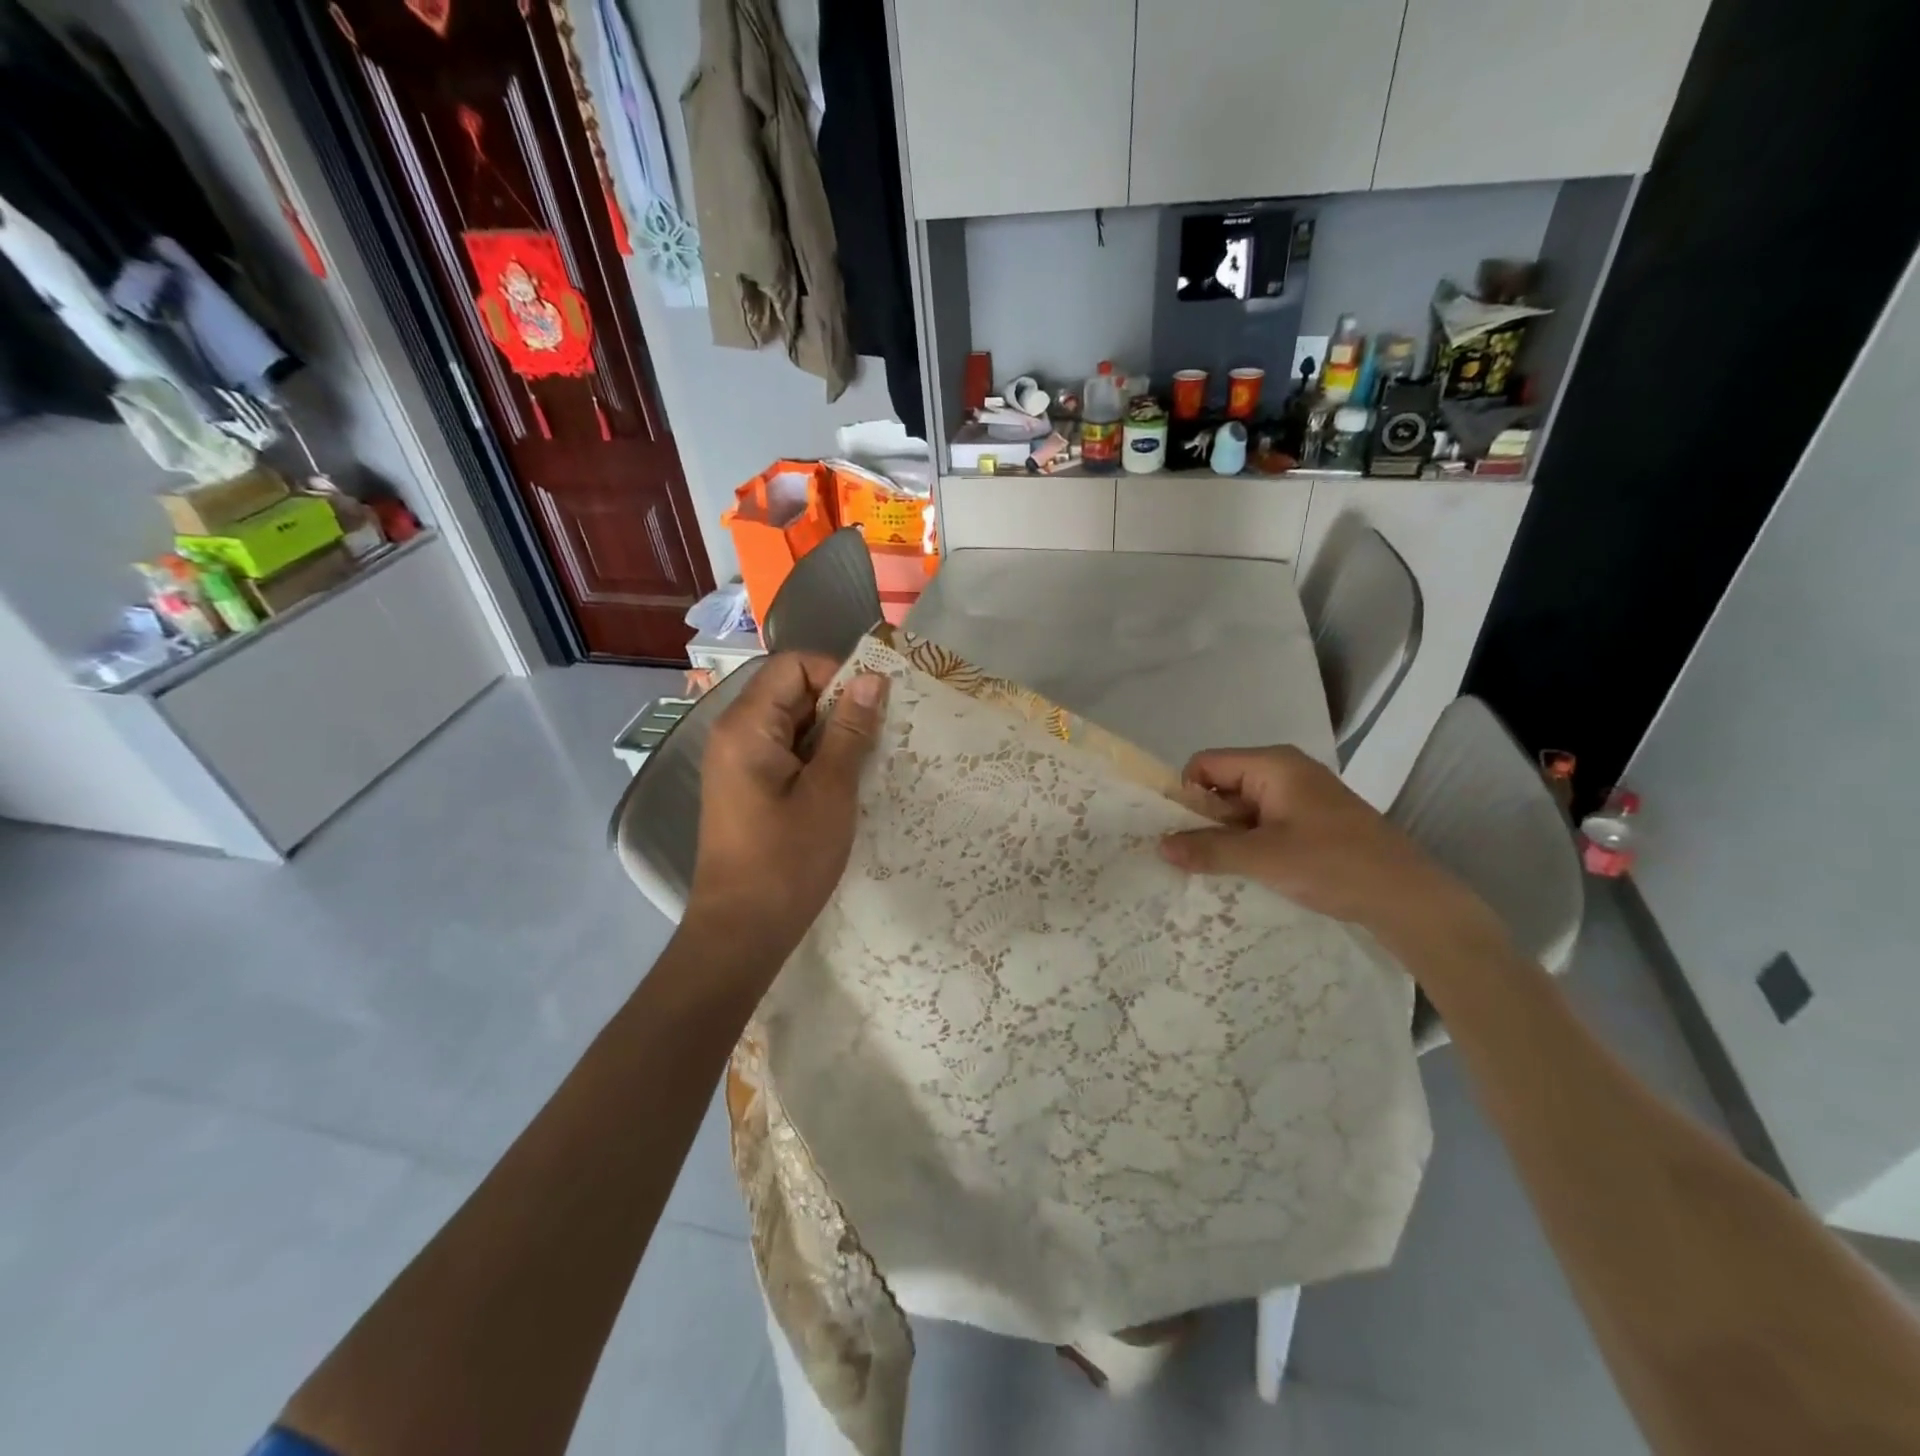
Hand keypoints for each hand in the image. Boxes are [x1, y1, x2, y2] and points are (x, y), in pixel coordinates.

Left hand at [688, 654, 888, 962]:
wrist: (742, 931)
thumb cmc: (787, 860)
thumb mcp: (830, 791)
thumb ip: (850, 730)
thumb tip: (871, 679)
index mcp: (746, 726)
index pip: (792, 666)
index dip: (835, 674)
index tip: (874, 705)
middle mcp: (735, 734)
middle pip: (790, 691)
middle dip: (838, 705)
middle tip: (880, 736)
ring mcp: (738, 762)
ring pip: (792, 724)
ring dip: (832, 734)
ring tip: (868, 761)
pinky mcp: (747, 787)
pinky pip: (786, 752)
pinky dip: (817, 757)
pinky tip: (845, 782)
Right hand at [1158, 746, 1501, 951]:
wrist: (1409, 898)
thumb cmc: (1334, 864)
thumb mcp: (1264, 858)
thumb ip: (1209, 850)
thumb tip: (1160, 846)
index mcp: (1272, 765)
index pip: (1205, 764)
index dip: (1185, 794)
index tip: (1177, 832)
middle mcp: (1284, 771)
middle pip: (1222, 784)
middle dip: (1203, 819)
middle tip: (1191, 856)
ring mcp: (1300, 797)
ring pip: (1242, 808)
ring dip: (1226, 836)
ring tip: (1214, 869)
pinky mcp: (1311, 822)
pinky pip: (1263, 823)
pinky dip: (1249, 844)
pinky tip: (1245, 872)